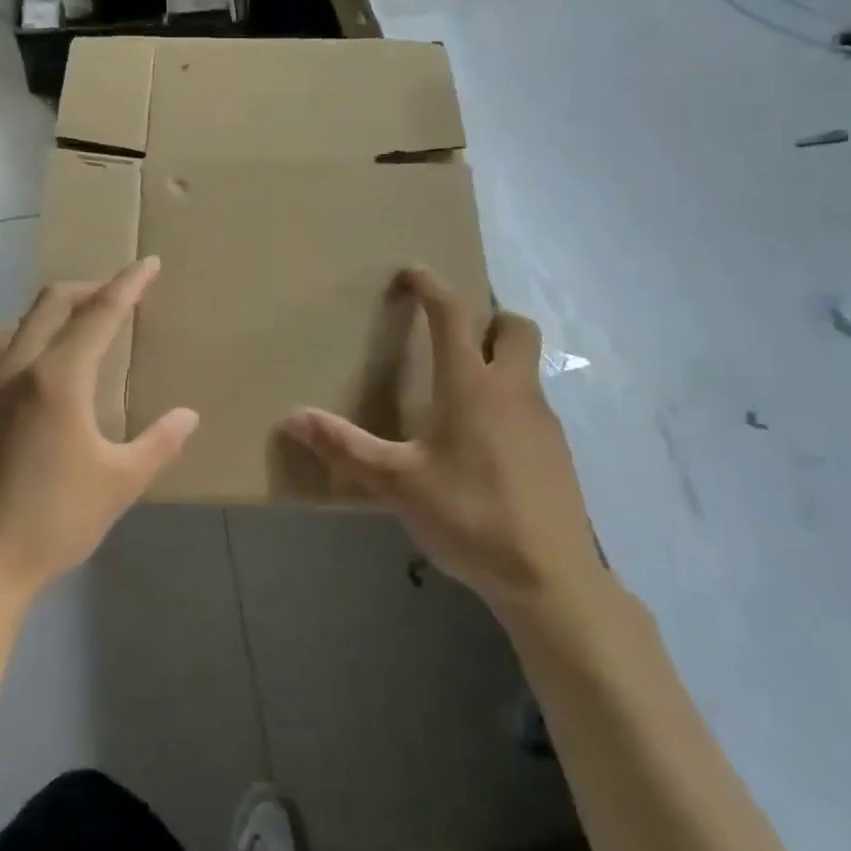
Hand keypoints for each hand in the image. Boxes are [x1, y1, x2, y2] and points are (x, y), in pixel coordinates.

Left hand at [0, 257, 198, 606]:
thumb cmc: (54, 520)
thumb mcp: (120, 484)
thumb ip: (158, 443)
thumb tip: (188, 415)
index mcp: (58, 379)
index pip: (99, 314)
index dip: (128, 284)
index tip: (148, 262)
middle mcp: (16, 369)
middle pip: (51, 303)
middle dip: (88, 288)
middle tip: (117, 293)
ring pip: (12, 323)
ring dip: (46, 313)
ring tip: (71, 329)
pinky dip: (18, 345)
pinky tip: (31, 379)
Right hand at [283, 267, 607, 612]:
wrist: (550, 578)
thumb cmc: (469, 516)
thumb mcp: (397, 484)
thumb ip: (345, 448)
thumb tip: (292, 418)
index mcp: (471, 385)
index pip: (453, 313)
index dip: (432, 285)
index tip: (412, 272)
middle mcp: (513, 389)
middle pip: (515, 326)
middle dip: (486, 316)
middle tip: (452, 335)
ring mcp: (543, 420)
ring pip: (527, 367)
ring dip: (498, 360)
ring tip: (459, 392)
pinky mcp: (557, 451)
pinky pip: (532, 404)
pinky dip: (508, 401)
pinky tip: (484, 442)